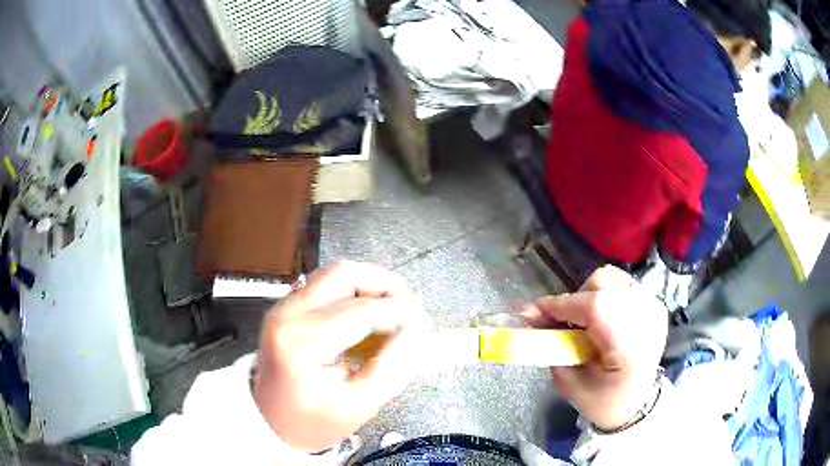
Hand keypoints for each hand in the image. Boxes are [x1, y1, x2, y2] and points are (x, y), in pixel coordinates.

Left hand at [252, 261, 430, 450]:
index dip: (401, 313)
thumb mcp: (357, 407)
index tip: (425, 328)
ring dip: (371, 287)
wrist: (268, 422)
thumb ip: (391, 369)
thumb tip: (416, 332)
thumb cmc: (311, 423)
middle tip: (410, 312)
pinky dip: (354, 294)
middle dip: (387, 286)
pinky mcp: (286, 308)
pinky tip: (369, 317)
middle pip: (345, 274)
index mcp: (301, 342)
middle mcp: (287, 314)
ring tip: (393, 313)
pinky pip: (326, 286)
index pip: (362, 311)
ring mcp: (283, 307)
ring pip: (336, 274)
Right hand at [521, 266, 667, 430]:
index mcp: (631, 348)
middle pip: (602, 285)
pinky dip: (602, 294)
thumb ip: (551, 345)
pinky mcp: (653, 302)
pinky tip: (599, 316)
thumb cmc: (603, 401)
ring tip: (582, 321)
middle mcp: (647, 320)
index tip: (536, 312)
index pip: (597, 307)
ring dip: (588, 295)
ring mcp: (653, 307)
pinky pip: (620, 282)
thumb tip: (529, 313)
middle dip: (573, 301)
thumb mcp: (570, 382)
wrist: (637, 402)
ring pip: (610, 277)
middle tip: (561, 323)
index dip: (563, 304)